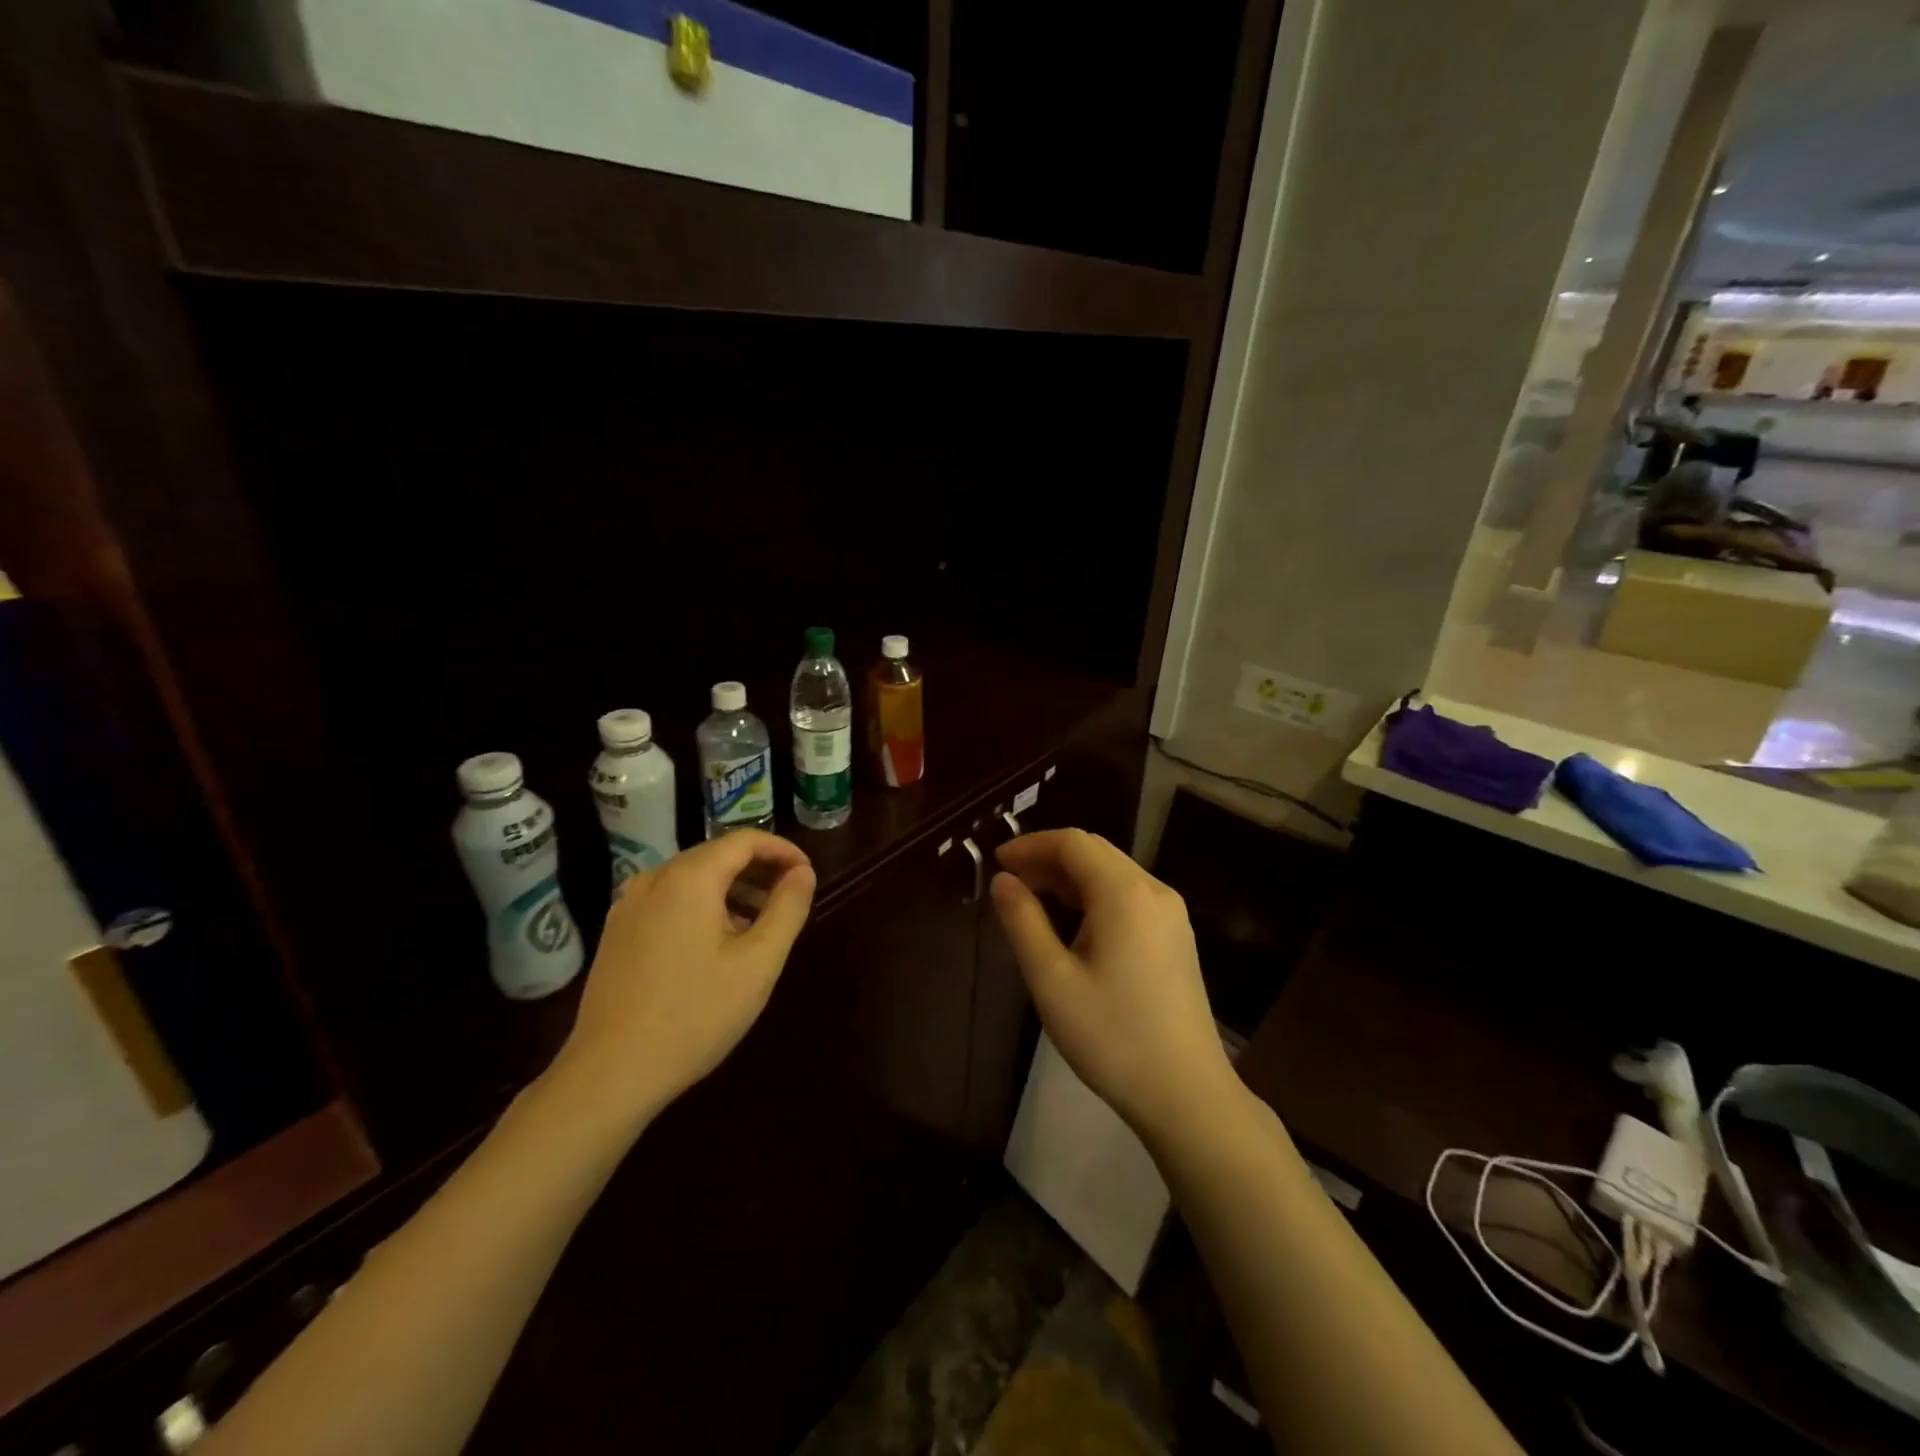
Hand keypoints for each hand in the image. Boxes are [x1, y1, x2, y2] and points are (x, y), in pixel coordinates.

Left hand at [552, 830, 815, 1125]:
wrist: (610, 1074)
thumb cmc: (695, 1014)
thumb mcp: (758, 962)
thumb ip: (787, 908)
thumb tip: (803, 872)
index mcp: (689, 878)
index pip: (744, 840)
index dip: (782, 850)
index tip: (808, 874)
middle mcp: (654, 879)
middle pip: (716, 855)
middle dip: (758, 870)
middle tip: (789, 899)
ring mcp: (629, 905)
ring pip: (692, 878)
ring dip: (732, 889)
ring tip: (760, 924)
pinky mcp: (617, 932)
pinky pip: (669, 900)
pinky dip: (702, 906)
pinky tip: (717, 944)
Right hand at [990, 829, 1237, 1139]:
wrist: (1186, 1094)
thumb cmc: (1111, 1036)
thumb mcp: (1052, 979)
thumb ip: (1023, 921)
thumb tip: (1003, 881)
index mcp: (1125, 893)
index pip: (1073, 843)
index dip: (1031, 845)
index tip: (997, 863)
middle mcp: (1154, 891)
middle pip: (1095, 853)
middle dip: (1049, 860)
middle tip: (1010, 884)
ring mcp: (1171, 915)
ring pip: (1112, 875)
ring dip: (1070, 879)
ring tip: (1033, 903)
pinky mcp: (1176, 938)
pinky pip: (1129, 898)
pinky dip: (1093, 898)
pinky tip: (1073, 927)